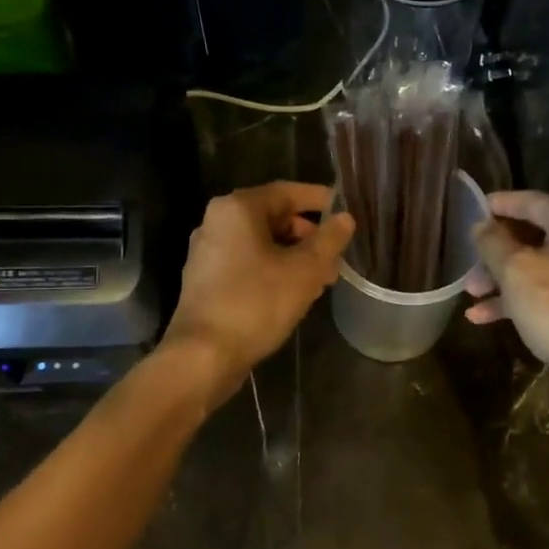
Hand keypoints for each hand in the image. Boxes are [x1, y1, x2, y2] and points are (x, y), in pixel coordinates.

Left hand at [163, 182, 353, 403]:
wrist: (203, 356)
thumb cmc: (256, 303)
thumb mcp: (305, 270)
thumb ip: (329, 240)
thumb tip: (345, 219)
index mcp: (237, 208)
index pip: (287, 192)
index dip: (319, 200)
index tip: (345, 212)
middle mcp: (217, 222)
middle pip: (273, 217)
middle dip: (308, 235)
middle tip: (335, 256)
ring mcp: (207, 252)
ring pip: (261, 243)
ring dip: (293, 256)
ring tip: (322, 279)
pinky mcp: (206, 280)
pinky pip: (247, 263)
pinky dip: (273, 270)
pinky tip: (294, 293)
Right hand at [465, 191, 548, 413]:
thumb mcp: (515, 270)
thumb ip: (493, 242)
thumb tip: (481, 226)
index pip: (531, 201)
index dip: (499, 204)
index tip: (472, 209)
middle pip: (531, 235)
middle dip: (495, 249)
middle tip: (466, 260)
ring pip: (534, 265)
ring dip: (500, 277)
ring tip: (469, 293)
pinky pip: (543, 291)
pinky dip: (515, 299)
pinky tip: (481, 317)